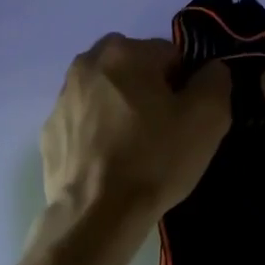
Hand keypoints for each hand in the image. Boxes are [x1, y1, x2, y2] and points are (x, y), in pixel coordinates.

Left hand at [41, 35, 231, 225]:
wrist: (97, 213)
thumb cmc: (155, 159)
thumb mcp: (208, 118)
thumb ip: (215, 81)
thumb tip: (209, 70)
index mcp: (124, 51)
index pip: (170, 55)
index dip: (185, 86)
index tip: (185, 118)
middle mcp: (86, 64)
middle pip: (133, 70)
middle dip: (149, 92)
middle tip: (162, 132)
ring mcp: (62, 98)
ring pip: (105, 94)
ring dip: (120, 110)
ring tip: (134, 151)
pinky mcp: (49, 131)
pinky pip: (84, 123)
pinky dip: (97, 134)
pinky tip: (109, 163)